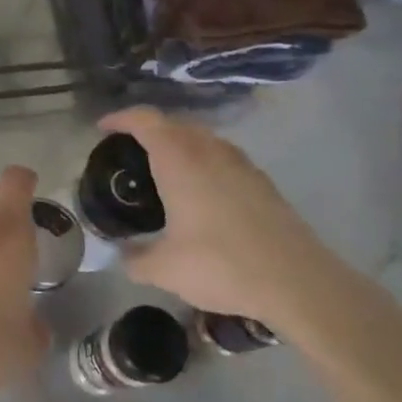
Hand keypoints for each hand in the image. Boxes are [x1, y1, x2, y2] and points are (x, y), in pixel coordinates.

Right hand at [99, 108, 347, 327]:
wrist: (298, 282)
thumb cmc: (222, 265)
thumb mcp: (166, 269)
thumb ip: (136, 259)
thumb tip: (122, 256)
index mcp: (179, 159)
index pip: (144, 120)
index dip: (120, 119)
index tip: (103, 129)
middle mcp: (208, 150)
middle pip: (173, 123)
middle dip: (148, 130)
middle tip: (129, 152)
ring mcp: (240, 163)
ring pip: (201, 137)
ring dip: (178, 143)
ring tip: (163, 170)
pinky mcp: (262, 181)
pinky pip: (222, 156)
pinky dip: (202, 161)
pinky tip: (200, 193)